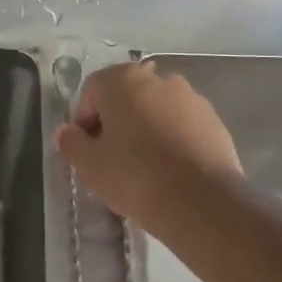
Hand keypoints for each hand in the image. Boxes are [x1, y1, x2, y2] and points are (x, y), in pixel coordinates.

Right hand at [54, 61, 243, 231]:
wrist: (200, 202)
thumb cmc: (134, 176)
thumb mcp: (89, 165)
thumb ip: (71, 143)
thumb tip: (66, 133)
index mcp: (124, 80)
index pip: (92, 90)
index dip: (84, 119)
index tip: (86, 149)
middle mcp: (160, 80)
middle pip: (127, 97)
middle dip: (116, 123)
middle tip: (111, 158)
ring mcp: (192, 99)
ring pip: (156, 111)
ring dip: (145, 130)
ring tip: (143, 168)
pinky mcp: (215, 122)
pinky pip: (182, 126)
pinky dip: (172, 141)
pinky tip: (170, 171)